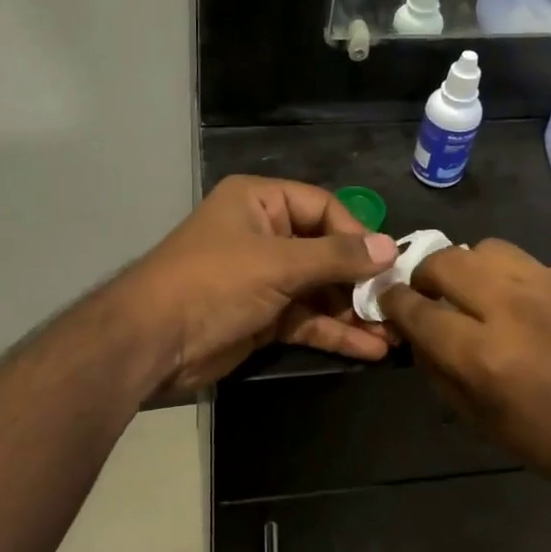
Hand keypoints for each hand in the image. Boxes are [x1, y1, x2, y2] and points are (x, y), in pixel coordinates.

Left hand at [124, 177, 398, 393]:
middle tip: (398, 302)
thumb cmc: (213, 283)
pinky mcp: (263, 316)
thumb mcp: (277, 264)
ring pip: (319, 290)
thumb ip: (336, 257)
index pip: (323, 207)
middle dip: (360, 280)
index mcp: (260, 202)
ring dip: (353, 311)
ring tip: (393, 333)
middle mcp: (264, 234)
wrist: (151, 342)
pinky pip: (307, 318)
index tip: (389, 261)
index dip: (358, 233)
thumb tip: (390, 248)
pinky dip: (334, 332)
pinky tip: (369, 348)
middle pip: (325, 251)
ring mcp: (264, 277)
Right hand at [379, 239, 550, 501]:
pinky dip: (521, 285)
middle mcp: (516, 309)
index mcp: (485, 356)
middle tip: (431, 292)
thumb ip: (438, 368)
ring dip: (472, 269)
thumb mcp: (480, 420)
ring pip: (489, 248)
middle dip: (426, 274)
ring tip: (482, 293)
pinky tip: (538, 313)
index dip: (394, 302)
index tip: (390, 300)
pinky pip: (535, 267)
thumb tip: (415, 330)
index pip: (417, 309)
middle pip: (447, 261)